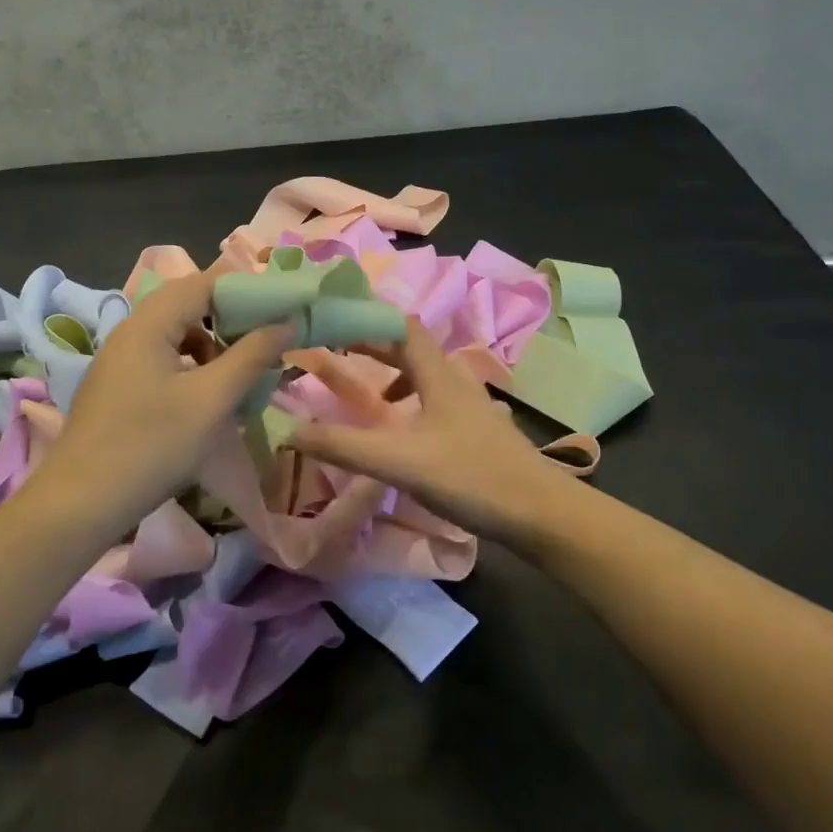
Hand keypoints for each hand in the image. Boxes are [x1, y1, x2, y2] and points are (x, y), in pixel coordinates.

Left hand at [38, 273, 295, 525]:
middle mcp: (130, 332)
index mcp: (149, 324)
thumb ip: (251, 357)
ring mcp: (120, 361)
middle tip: (268, 345)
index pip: (204, 283)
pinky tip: (208, 400)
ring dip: (213, 348)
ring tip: (241, 377)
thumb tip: (285, 323)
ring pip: (177, 336)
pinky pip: (163, 361)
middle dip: (232, 321)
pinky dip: (193, 369)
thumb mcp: (211, 401)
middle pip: (189, 306)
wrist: (80, 504)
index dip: (246, 290)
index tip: (282, 309)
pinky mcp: (118, 388)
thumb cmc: (151, 446)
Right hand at [292, 319, 571, 546]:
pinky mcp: (479, 429)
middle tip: (337, 352)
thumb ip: (344, 446)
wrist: (543, 514)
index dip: (366, 317)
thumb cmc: (471, 477)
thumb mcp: (400, 462)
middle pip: (411, 347)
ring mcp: (472, 404)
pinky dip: (413, 403)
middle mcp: (456, 379)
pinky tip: (406, 433)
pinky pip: (437, 399)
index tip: (332, 320)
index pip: (400, 325)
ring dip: (394, 375)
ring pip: (427, 375)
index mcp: (438, 373)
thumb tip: (289, 431)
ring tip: (370, 396)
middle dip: (373, 345)